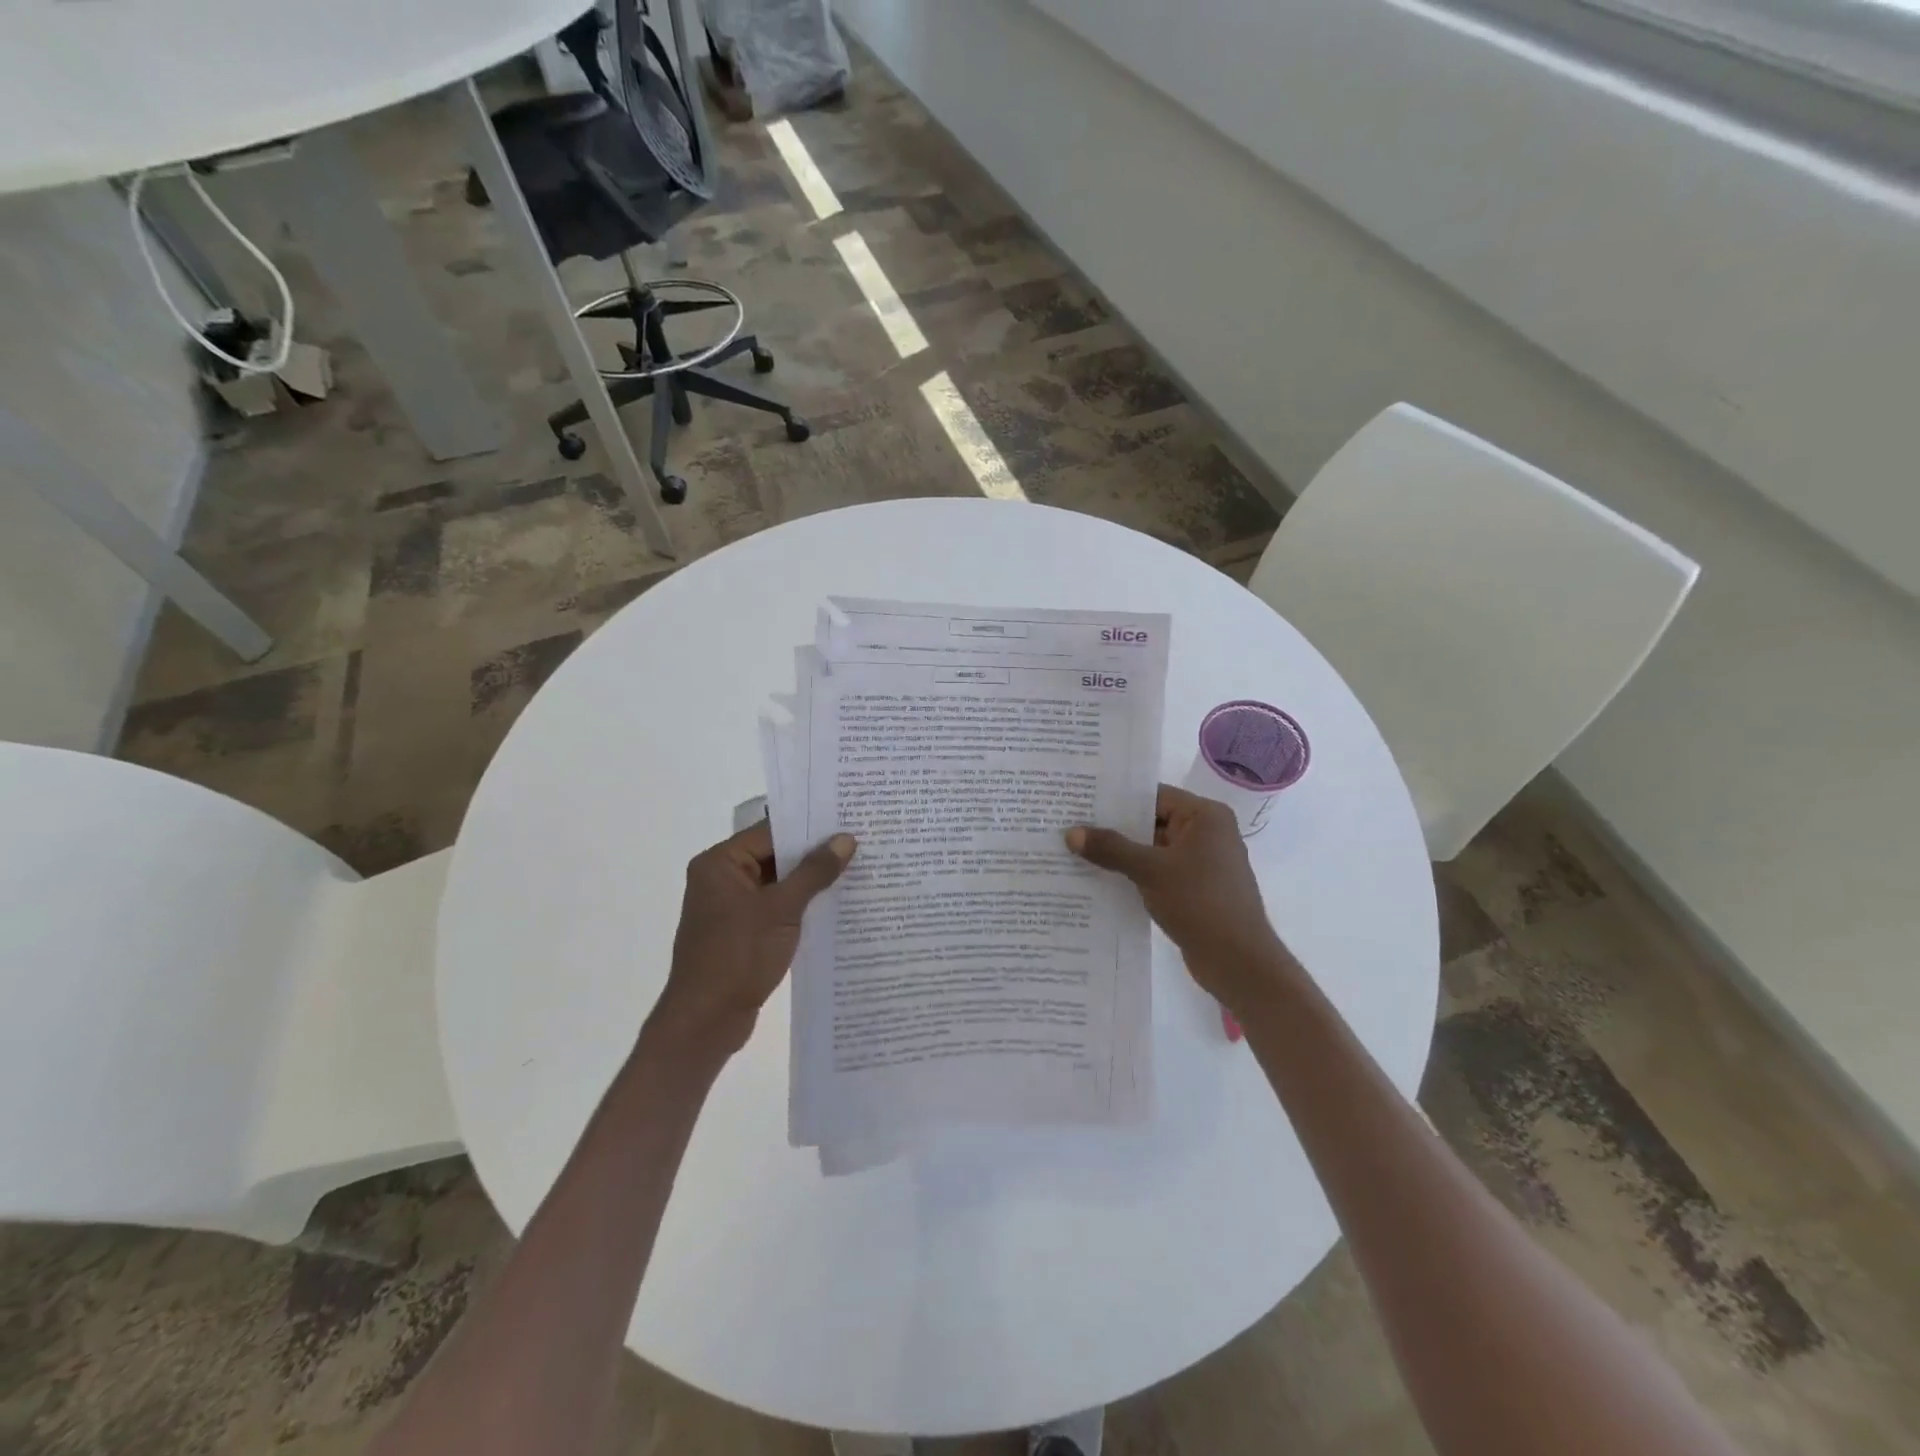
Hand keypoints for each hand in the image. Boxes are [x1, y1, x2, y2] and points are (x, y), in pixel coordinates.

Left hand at [651, 821, 855, 1056]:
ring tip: (856, 870)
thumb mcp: (782, 909)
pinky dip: (800, 905)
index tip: (847, 819)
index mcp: (720, 863)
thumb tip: (846, 839)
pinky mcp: (741, 932)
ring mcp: (730, 907)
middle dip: (814, 853)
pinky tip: (835, 905)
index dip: (809, 826)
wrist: (706, 1021)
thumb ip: (814, 872)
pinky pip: (775, 907)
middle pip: (774, 855)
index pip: (771, 831)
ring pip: (778, 883)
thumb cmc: (738, 955)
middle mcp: (721, 878)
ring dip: (810, 881)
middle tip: (859, 842)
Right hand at [1066, 784, 1292, 1014]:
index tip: (1081, 800)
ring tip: (1077, 850)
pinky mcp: (1196, 888)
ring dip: (1122, 853)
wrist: (1239, 962)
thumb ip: (1111, 848)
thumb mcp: (1150, 870)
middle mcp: (1207, 833)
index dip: (1117, 798)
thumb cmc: (1200, 903)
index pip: (1154, 795)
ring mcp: (1203, 862)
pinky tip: (1102, 878)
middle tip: (1071, 824)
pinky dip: (1135, 873)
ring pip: (1153, 849)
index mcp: (1205, 816)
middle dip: (1114, 827)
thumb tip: (1071, 833)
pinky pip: (1159, 871)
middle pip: (1152, 821)